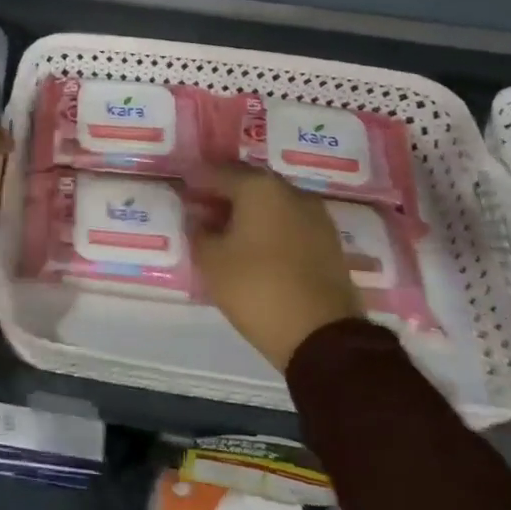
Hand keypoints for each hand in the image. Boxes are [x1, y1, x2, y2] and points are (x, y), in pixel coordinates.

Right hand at [190, 164, 362, 371]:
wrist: (322, 336)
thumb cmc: (256, 288)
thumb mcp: (211, 261)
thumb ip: (197, 230)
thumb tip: (197, 216)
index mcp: (259, 187)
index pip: (218, 173)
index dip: (195, 182)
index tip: (180, 192)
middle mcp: (291, 192)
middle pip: (249, 184)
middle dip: (224, 195)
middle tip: (201, 212)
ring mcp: (316, 217)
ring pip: (272, 204)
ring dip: (248, 213)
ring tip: (226, 232)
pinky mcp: (329, 243)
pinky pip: (290, 224)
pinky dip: (269, 229)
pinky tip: (254, 247)